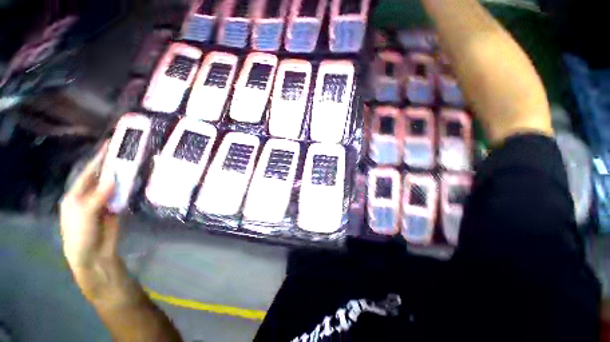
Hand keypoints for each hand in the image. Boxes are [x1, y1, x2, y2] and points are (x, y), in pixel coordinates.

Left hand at [60, 142, 119, 295]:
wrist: (93, 255)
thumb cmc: (80, 235)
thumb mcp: (85, 215)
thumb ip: (98, 197)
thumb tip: (113, 179)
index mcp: (76, 195)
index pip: (88, 173)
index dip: (97, 159)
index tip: (108, 145)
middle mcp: (90, 196)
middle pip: (102, 177)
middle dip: (112, 165)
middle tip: (125, 152)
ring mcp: (104, 202)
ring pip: (114, 185)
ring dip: (123, 176)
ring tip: (134, 164)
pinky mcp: (116, 209)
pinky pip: (123, 195)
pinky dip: (128, 188)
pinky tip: (136, 181)